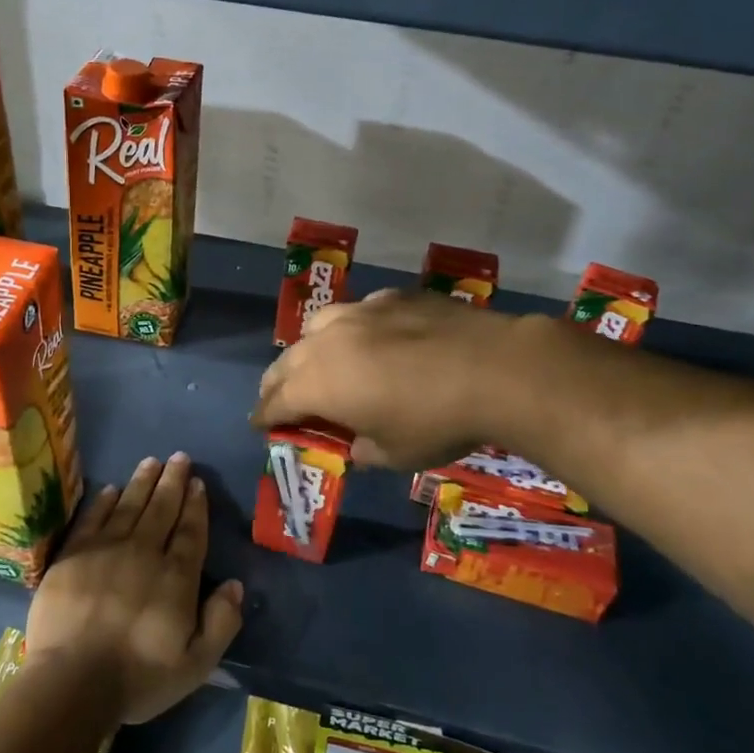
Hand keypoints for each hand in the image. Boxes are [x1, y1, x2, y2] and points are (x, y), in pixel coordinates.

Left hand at [25, 453, 243, 726]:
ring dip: (142, 482)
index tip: (197, 482)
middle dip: (172, 481)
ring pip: (128, 506)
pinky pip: (92, 519)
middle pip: (161, 509)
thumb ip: (221, 622)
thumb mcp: (196, 663)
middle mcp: (143, 553)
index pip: (190, 531)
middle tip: (179, 458)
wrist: (72, 682)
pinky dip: (102, 502)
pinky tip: (110, 489)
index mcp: (176, 577)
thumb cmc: (138, 677)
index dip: (195, 505)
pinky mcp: (72, 556)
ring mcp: (105, 550)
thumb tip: (236, 585)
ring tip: (152, 461)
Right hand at [253, 290, 532, 468]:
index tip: (259, 425)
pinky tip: (372, 338)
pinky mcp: (391, 297)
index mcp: (318, 385)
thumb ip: (362, 449)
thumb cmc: (436, 422)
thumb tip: (355, 443)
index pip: (275, 402)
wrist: (494, 369)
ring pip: (316, 327)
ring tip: (319, 361)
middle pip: (286, 362)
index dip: (264, 417)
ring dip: (310, 349)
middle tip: (278, 397)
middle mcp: (327, 343)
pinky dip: (353, 330)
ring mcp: (359, 313)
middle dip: (277, 383)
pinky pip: (358, 312)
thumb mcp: (394, 455)